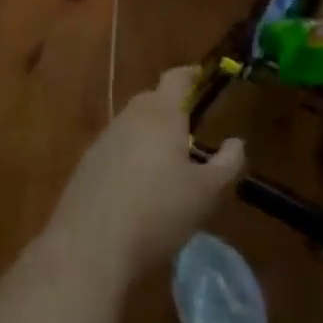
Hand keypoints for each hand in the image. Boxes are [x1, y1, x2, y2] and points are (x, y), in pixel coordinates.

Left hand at [47, 67, 244, 286]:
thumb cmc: (158, 212)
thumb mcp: (206, 193)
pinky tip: (137, 189)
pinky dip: (129, 158)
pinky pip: (115, 149)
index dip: (191, 76)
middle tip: (189, 132)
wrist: (89, 247)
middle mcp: (130, 117)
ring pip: (132, 125)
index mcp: (162, 114)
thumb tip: (236, 142)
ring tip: (165, 166)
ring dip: (149, 136)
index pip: (177, 78)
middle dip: (171, 110)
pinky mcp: (86, 165)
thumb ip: (228, 164)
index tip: (202, 79)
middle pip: (152, 100)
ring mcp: (104, 139)